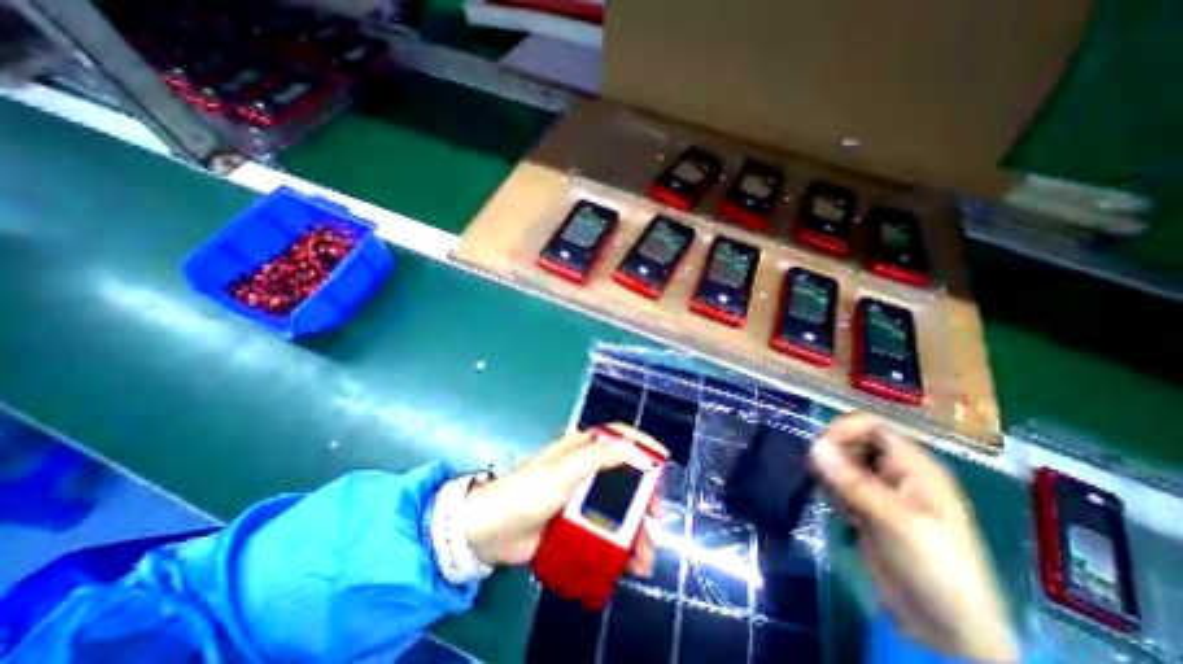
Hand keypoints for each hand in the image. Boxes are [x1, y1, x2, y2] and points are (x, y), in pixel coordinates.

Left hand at [462, 426, 664, 574]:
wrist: (492, 532)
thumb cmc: (527, 493)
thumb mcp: (561, 472)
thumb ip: (595, 458)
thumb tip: (630, 449)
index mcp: (580, 449)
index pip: (617, 437)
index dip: (641, 444)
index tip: (663, 458)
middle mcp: (585, 469)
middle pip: (624, 476)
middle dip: (643, 496)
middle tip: (655, 515)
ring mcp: (582, 497)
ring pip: (618, 507)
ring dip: (634, 530)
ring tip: (643, 557)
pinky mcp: (577, 522)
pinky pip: (606, 530)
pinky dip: (619, 546)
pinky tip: (629, 564)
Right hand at [814, 413, 1016, 660]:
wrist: (946, 629)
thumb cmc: (935, 568)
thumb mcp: (895, 521)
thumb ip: (853, 481)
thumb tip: (814, 445)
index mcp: (917, 468)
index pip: (874, 427)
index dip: (845, 429)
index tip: (819, 445)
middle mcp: (898, 474)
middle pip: (855, 442)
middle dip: (835, 453)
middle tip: (820, 474)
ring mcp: (882, 492)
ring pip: (845, 464)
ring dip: (832, 475)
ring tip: (836, 500)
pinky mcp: (869, 509)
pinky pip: (842, 486)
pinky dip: (834, 493)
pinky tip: (843, 515)